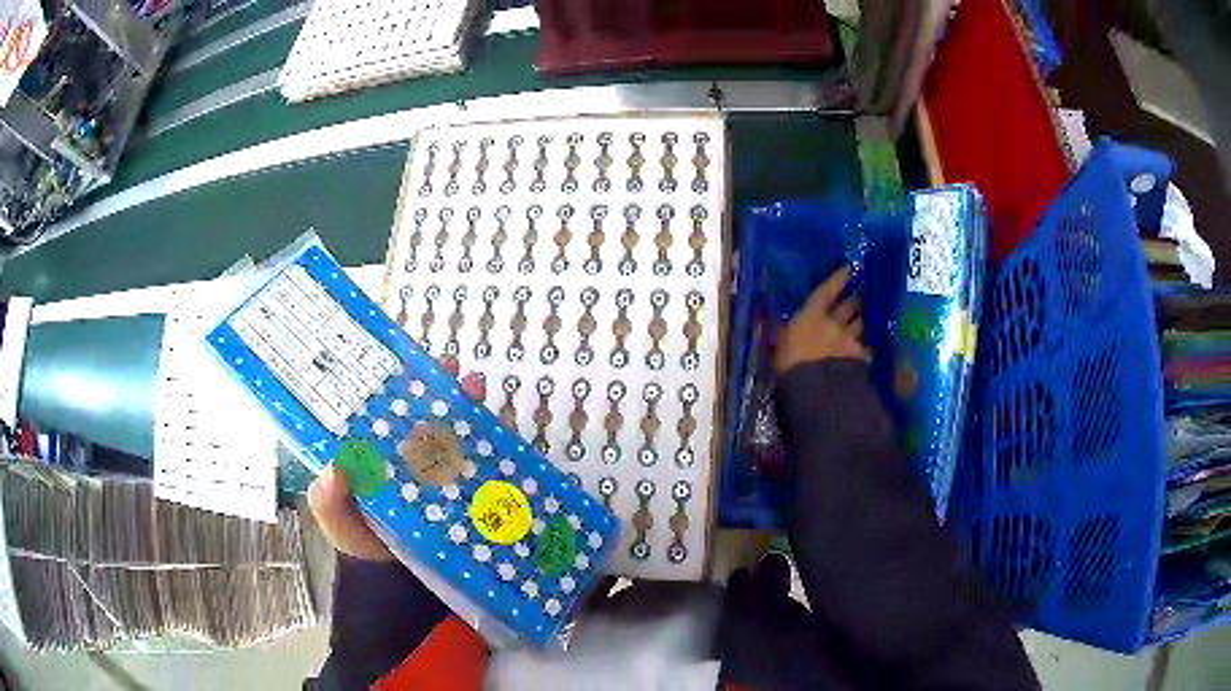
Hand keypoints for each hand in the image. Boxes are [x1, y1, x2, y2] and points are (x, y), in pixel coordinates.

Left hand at [308, 356, 485, 561]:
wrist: (399, 582)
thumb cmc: (361, 541)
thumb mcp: (336, 518)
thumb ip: (328, 499)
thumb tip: (333, 470)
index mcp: (376, 451)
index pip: (386, 407)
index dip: (396, 382)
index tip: (408, 362)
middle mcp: (409, 453)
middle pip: (425, 409)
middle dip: (440, 384)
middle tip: (451, 370)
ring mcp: (440, 470)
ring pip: (456, 428)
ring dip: (468, 405)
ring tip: (474, 387)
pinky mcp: (467, 489)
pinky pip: (482, 460)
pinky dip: (493, 441)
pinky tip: (500, 427)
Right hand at [773, 268, 868, 375]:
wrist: (814, 390)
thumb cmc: (789, 365)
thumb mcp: (778, 344)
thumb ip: (781, 331)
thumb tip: (768, 318)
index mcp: (812, 315)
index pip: (827, 291)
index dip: (838, 279)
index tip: (849, 268)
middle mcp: (834, 322)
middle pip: (849, 305)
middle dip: (854, 298)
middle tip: (859, 293)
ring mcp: (849, 339)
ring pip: (860, 323)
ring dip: (861, 319)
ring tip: (863, 318)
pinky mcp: (859, 356)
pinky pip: (865, 346)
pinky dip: (866, 345)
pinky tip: (867, 348)